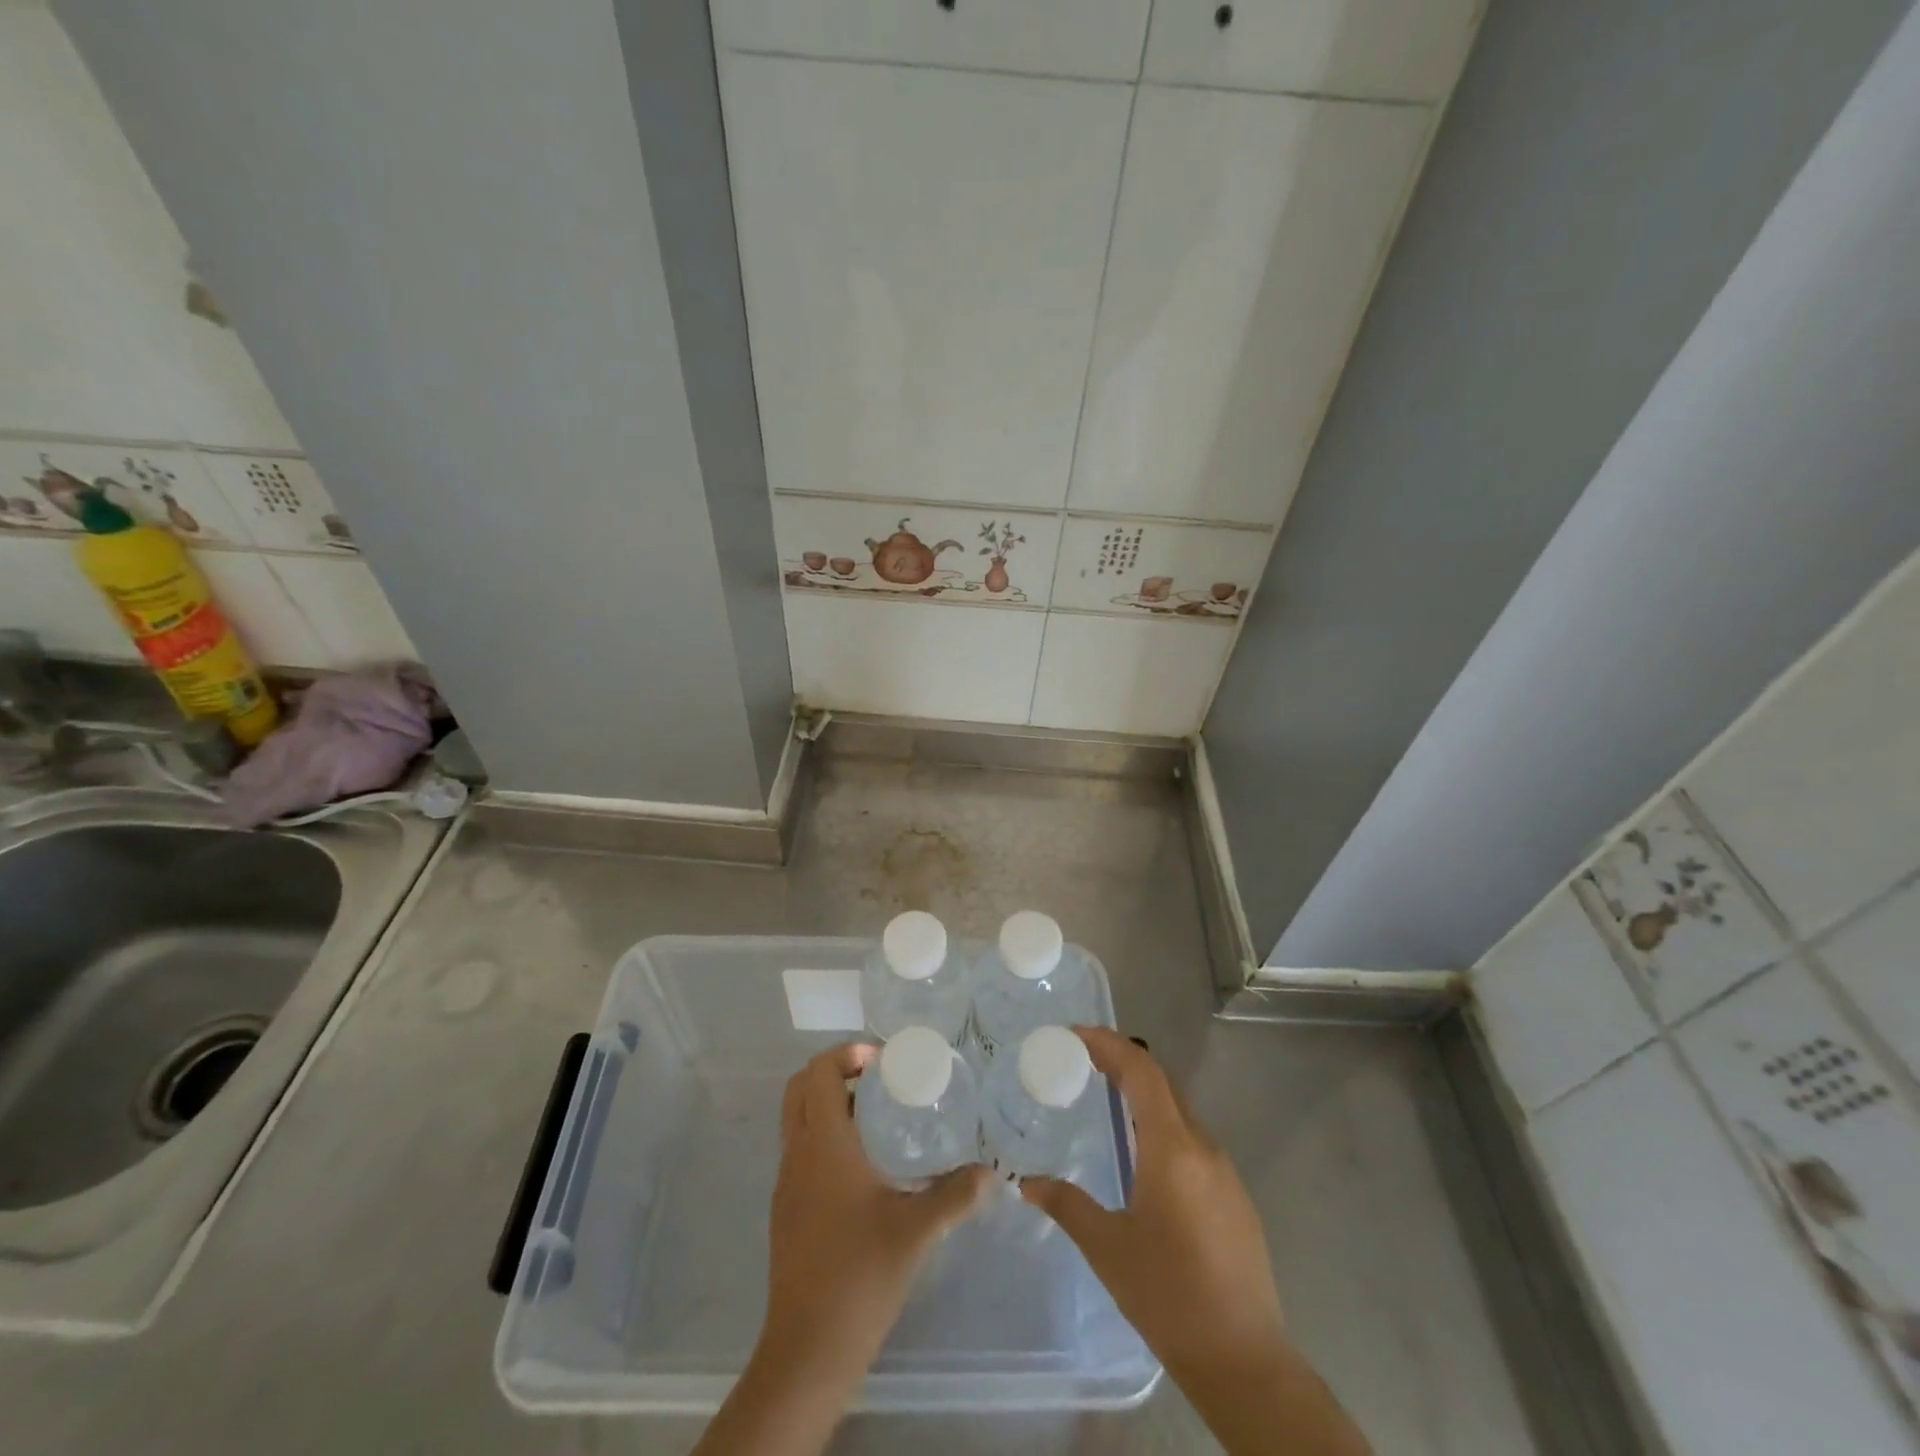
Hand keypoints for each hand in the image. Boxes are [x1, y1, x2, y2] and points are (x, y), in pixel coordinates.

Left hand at [762, 1042, 991, 1373]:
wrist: (808, 1350)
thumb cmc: (861, 1275)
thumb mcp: (918, 1231)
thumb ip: (956, 1195)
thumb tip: (990, 1172)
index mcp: (824, 1145)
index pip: (819, 1071)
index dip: (847, 1054)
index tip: (883, 1062)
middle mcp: (798, 1154)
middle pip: (799, 1087)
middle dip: (836, 1071)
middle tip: (879, 1081)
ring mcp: (786, 1182)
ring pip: (796, 1118)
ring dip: (828, 1103)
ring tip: (876, 1117)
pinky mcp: (785, 1209)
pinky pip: (799, 1150)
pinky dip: (823, 1136)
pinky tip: (862, 1167)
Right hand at [1021, 1027, 1284, 1373]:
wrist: (1245, 1361)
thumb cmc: (1168, 1297)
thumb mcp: (1107, 1248)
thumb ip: (1066, 1205)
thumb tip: (1028, 1183)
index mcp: (1171, 1148)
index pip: (1141, 1070)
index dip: (1108, 1044)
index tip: (1074, 1036)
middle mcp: (1202, 1147)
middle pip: (1162, 1083)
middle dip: (1122, 1062)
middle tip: (1083, 1062)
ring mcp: (1224, 1171)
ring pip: (1179, 1111)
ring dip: (1143, 1095)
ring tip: (1106, 1101)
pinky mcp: (1235, 1196)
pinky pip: (1193, 1141)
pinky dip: (1162, 1126)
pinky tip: (1143, 1156)